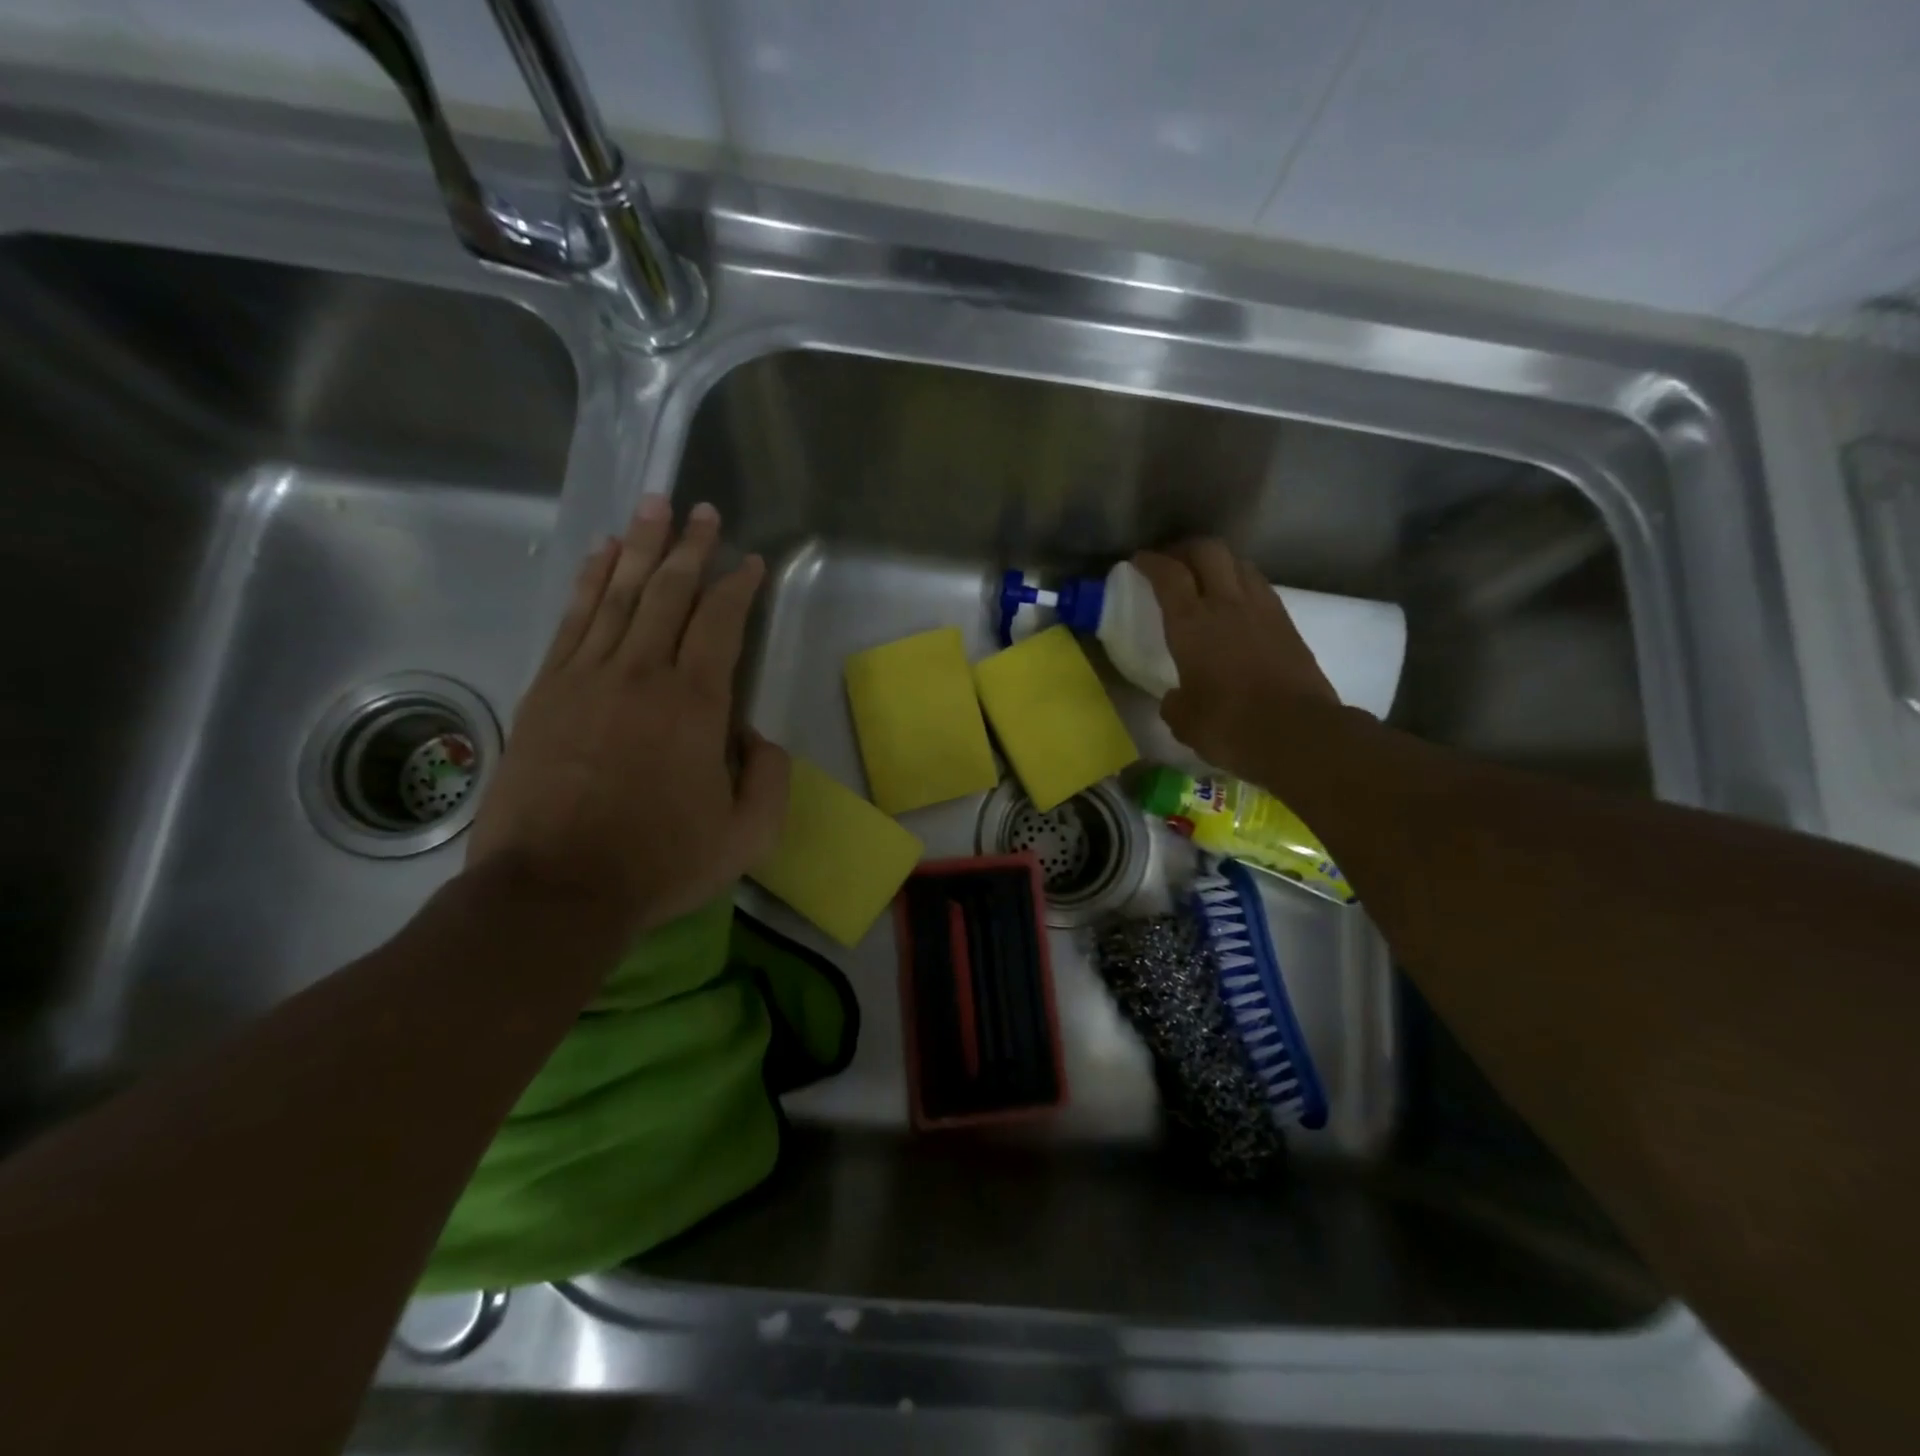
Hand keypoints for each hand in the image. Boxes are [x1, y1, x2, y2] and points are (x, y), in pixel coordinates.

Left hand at [465, 498, 788, 937]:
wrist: (554, 889)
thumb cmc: (659, 863)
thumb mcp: (746, 837)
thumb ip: (769, 778)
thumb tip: (759, 735)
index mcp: (696, 704)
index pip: (721, 624)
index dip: (739, 587)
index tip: (750, 562)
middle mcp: (642, 674)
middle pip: (669, 593)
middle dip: (691, 547)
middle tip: (703, 511)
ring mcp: (586, 677)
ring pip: (619, 594)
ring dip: (641, 547)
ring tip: (654, 506)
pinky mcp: (545, 691)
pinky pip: (572, 619)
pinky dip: (589, 581)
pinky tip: (601, 556)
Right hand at [1132, 540, 1337, 778]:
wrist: (1298, 733)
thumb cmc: (1230, 725)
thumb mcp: (1184, 721)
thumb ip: (1174, 702)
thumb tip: (1176, 698)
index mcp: (1192, 624)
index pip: (1168, 575)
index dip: (1151, 562)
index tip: (1139, 560)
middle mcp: (1227, 604)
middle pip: (1208, 551)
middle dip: (1186, 549)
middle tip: (1173, 562)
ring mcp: (1262, 610)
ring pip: (1239, 563)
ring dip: (1218, 563)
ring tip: (1206, 579)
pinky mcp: (1288, 624)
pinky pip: (1260, 587)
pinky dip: (1243, 584)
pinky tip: (1237, 605)